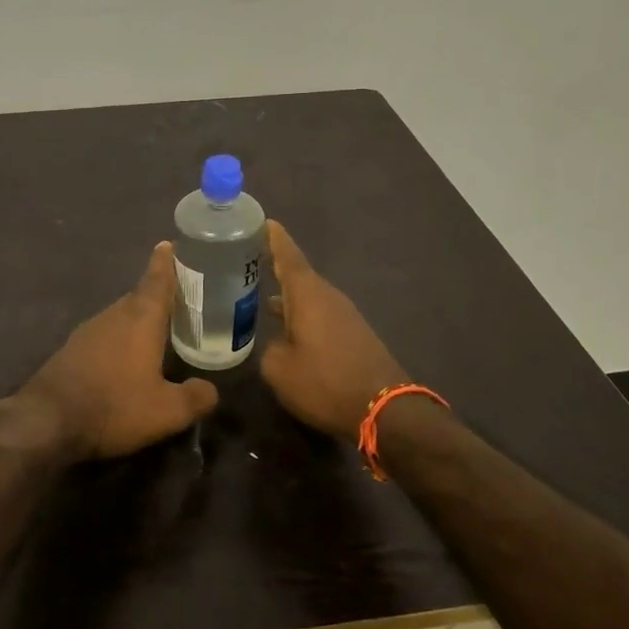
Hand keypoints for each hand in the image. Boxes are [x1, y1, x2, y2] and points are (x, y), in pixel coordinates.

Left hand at [21, 243, 220, 459]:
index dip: (166, 262)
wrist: (48, 420)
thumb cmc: (115, 406)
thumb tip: (211, 390)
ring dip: (139, 318)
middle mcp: (114, 315)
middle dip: (158, 293)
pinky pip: (105, 334)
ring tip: (159, 327)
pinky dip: (121, 337)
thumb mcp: (166, 411)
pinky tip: (127, 357)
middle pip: (140, 296)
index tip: (170, 244)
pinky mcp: (72, 349)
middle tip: (179, 296)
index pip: (157, 279)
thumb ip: (195, 398)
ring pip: (121, 316)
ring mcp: (89, 331)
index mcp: (141, 318)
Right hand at [260, 220, 407, 438]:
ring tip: (258, 297)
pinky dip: (300, 314)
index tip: (261, 220)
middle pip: (297, 274)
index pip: (288, 255)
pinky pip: (319, 314)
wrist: (384, 409)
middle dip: (273, 267)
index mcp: (308, 294)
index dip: (274, 238)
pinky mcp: (353, 334)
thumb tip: (275, 343)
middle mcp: (328, 296)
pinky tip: (285, 329)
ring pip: (308, 297)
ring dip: (286, 296)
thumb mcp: (279, 370)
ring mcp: (344, 315)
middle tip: (244, 262)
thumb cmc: (325, 382)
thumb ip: (268, 348)